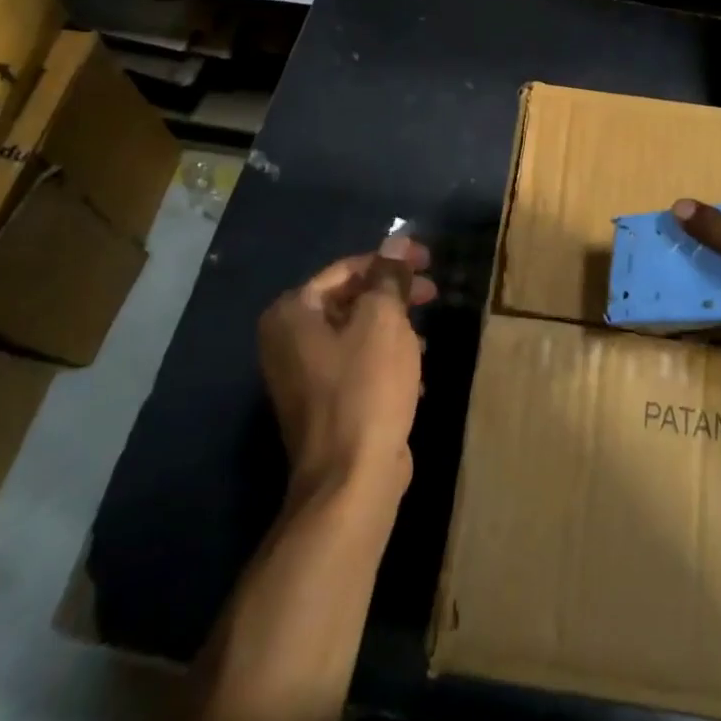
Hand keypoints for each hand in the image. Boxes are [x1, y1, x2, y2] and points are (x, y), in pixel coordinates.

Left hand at [258, 236, 437, 501]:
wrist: (351, 479)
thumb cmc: (365, 387)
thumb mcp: (383, 321)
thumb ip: (389, 276)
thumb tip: (395, 240)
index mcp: (292, 313)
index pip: (346, 269)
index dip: (390, 260)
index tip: (427, 259)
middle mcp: (287, 340)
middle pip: (350, 299)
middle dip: (393, 295)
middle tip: (432, 292)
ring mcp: (302, 375)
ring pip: (357, 333)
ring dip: (393, 329)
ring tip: (426, 336)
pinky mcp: (323, 404)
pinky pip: (357, 365)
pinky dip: (385, 360)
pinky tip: (415, 373)